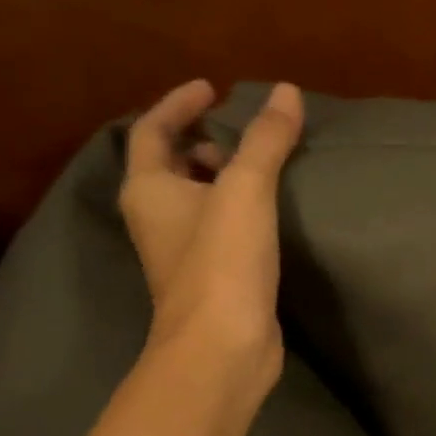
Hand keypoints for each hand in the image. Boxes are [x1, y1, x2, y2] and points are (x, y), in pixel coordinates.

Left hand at [118, 79, 304, 389]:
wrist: (223, 346)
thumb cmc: (222, 262)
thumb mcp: (245, 190)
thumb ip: (266, 140)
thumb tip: (287, 91)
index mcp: (149, 189)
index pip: (153, 130)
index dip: (179, 104)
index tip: (213, 89)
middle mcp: (157, 218)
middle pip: (172, 165)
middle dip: (204, 142)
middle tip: (244, 131)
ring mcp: (183, 252)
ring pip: (198, 200)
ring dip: (224, 178)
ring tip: (264, 167)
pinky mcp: (212, 278)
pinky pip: (221, 229)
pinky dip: (240, 211)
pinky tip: (272, 214)